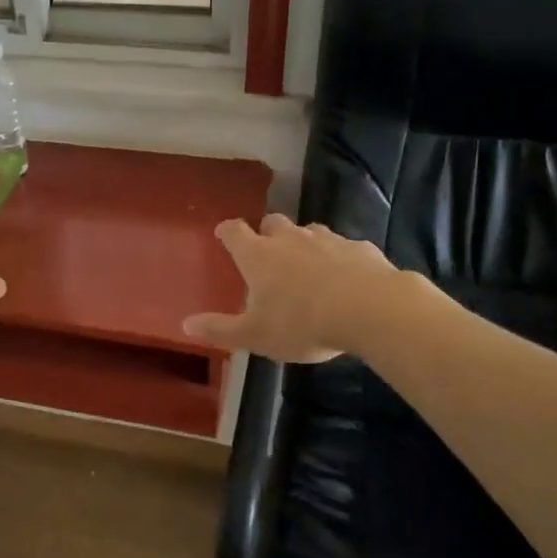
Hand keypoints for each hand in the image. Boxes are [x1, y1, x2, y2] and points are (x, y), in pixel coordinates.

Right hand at [183, 214, 409, 362]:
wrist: (370, 309)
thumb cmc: (301, 323)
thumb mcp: (255, 335)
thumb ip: (220, 329)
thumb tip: (185, 324)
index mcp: (259, 256)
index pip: (235, 232)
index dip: (227, 231)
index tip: (223, 233)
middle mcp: (290, 239)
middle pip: (273, 222)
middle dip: (267, 232)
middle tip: (267, 252)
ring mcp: (328, 240)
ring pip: (310, 232)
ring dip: (304, 244)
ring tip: (307, 267)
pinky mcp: (360, 248)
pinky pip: (344, 248)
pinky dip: (339, 258)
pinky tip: (345, 278)